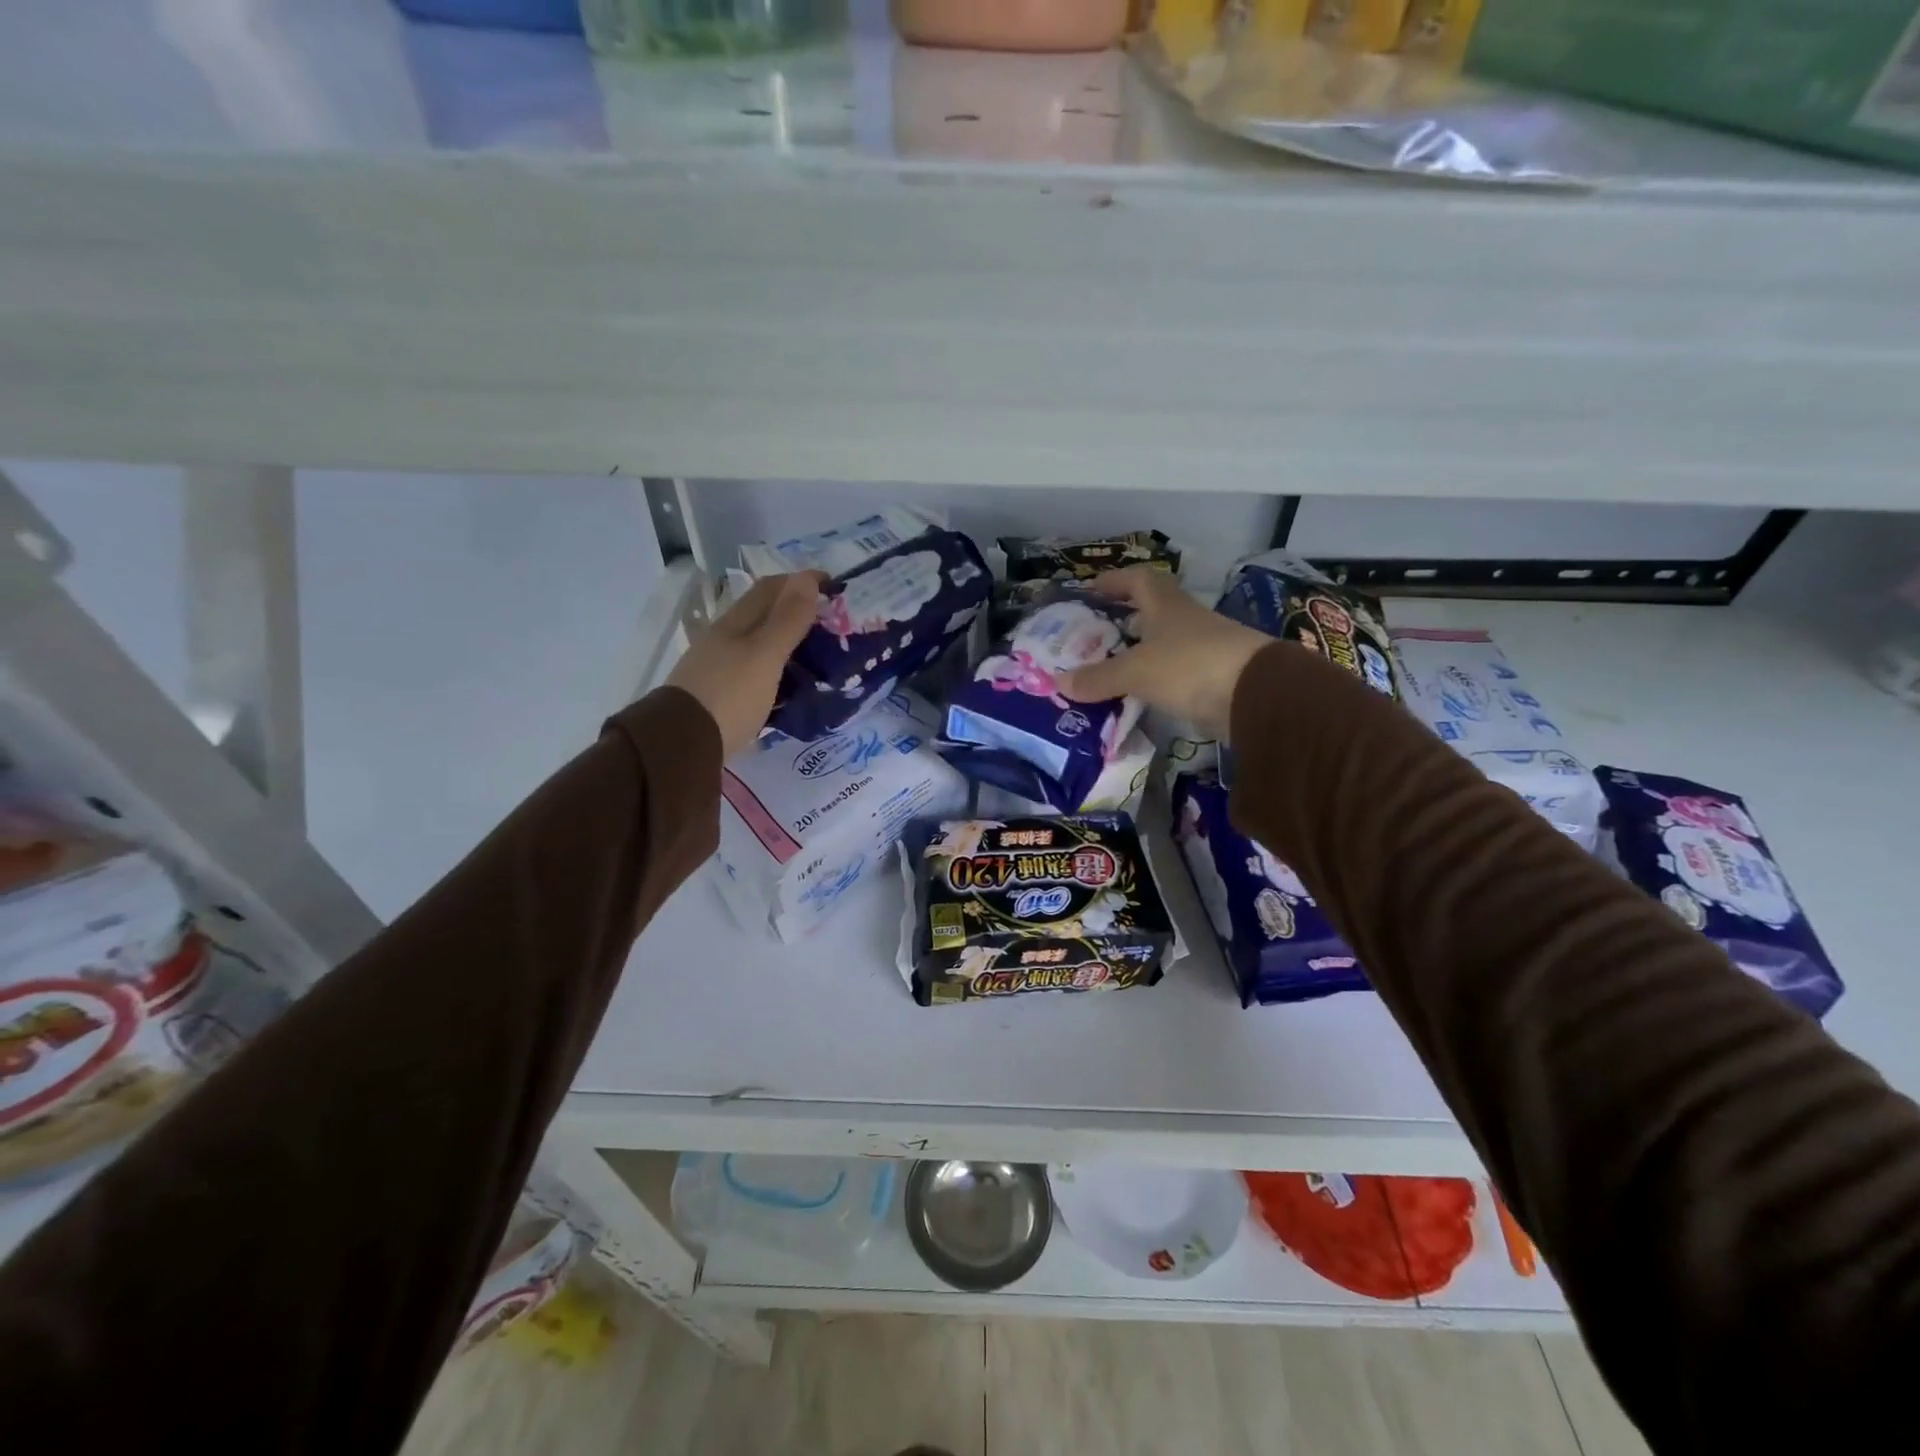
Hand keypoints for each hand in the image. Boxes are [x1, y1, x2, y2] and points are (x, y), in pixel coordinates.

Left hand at [667, 571, 822, 758]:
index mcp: (736, 622)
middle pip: (764, 613)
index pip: (772, 587)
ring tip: (819, 655)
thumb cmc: (730, 695)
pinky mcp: (721, 693)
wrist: (683, 744)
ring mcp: (719, 666)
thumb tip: (807, 578)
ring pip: (760, 642)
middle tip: (833, 624)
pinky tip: (790, 683)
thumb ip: (788, 619)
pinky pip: (756, 669)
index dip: (802, 581)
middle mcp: (725, 637)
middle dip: (798, 610)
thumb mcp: (765, 655)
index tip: (836, 588)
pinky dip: (778, 668)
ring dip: (789, 641)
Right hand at [1055, 567, 1272, 739]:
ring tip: (1109, 668)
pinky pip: (1175, 672)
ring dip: (1139, 651)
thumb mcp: (1135, 672)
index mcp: (1166, 605)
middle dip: (1124, 618)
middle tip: (1095, 634)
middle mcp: (1185, 620)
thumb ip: (1098, 677)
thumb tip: (1060, 682)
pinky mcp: (1213, 676)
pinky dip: (1154, 679)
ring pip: (1163, 643)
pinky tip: (1137, 694)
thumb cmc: (1189, 666)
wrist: (1256, 695)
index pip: (1137, 580)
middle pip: (1152, 610)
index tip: (1091, 590)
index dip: (1113, 581)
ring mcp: (1203, 648)